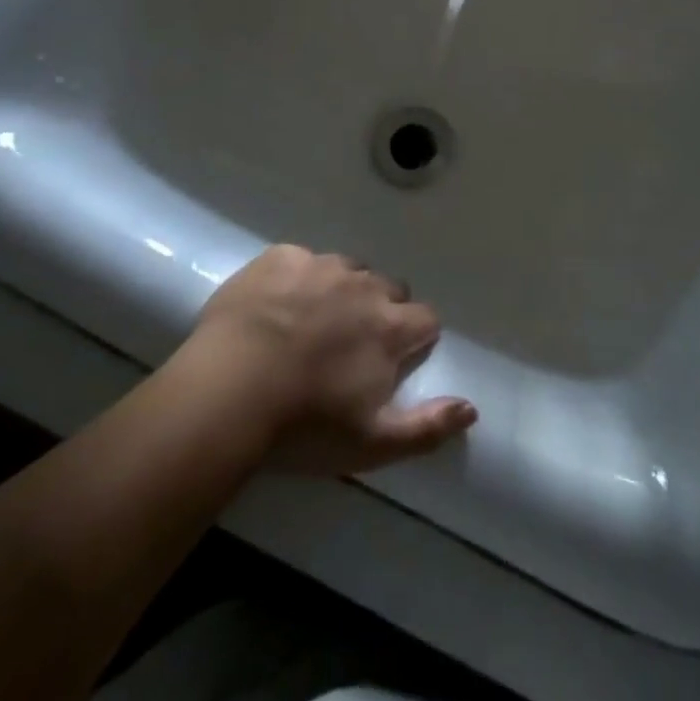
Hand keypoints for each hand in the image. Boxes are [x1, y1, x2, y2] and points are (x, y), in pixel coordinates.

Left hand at [184, 245, 475, 474]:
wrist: (228, 391)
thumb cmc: (304, 425)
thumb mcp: (372, 444)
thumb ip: (428, 426)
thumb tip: (471, 408)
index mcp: (389, 326)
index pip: (426, 318)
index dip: (415, 338)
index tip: (394, 358)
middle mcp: (363, 285)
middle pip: (388, 288)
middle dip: (379, 310)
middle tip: (348, 344)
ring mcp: (321, 265)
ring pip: (347, 270)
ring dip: (340, 291)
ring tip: (310, 324)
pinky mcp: (281, 256)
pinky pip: (302, 261)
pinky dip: (297, 279)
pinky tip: (274, 307)